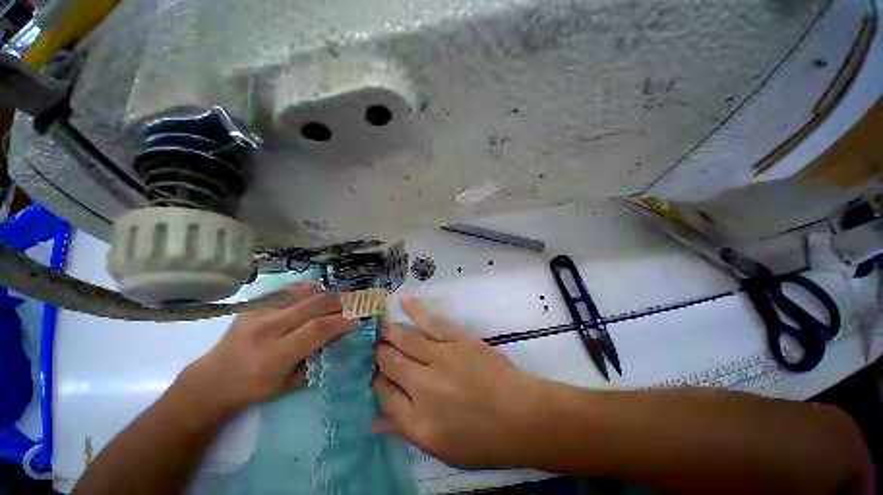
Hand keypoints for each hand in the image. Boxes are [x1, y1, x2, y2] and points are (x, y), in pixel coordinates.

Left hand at [177, 283, 357, 420]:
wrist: (212, 380)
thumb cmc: (254, 389)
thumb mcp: (290, 385)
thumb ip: (318, 361)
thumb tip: (341, 340)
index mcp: (275, 354)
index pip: (317, 329)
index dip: (342, 321)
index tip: (359, 320)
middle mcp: (266, 328)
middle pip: (314, 305)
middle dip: (340, 302)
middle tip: (356, 303)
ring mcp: (258, 312)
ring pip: (303, 293)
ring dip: (328, 292)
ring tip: (343, 295)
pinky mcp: (254, 305)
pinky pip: (289, 290)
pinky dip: (309, 288)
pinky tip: (320, 290)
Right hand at [374, 295, 543, 468]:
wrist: (522, 416)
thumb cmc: (484, 440)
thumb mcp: (441, 450)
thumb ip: (405, 431)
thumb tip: (374, 419)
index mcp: (417, 421)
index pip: (383, 394)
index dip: (377, 381)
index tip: (377, 374)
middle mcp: (423, 387)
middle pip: (390, 363)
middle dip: (380, 354)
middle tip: (378, 349)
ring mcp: (441, 358)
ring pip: (406, 339)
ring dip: (391, 333)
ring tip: (383, 329)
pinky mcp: (458, 340)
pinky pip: (432, 322)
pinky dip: (415, 311)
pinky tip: (403, 302)